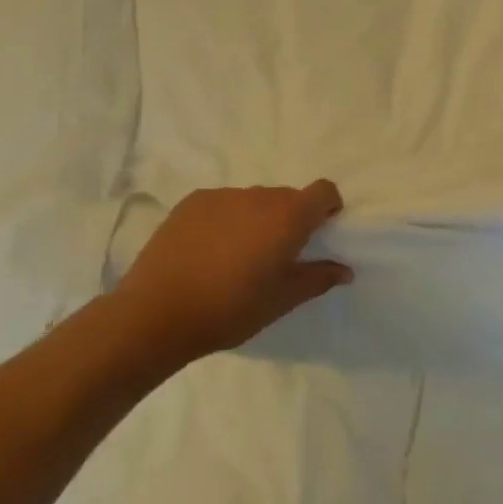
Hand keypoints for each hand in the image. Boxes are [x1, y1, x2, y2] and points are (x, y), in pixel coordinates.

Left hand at [111, 182, 351, 371]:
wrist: (157, 312)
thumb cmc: (230, 309)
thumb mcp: (282, 301)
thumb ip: (317, 279)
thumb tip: (345, 270)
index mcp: (287, 217)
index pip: (323, 191)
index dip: (328, 207)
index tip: (321, 233)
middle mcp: (258, 196)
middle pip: (287, 197)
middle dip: (291, 219)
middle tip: (278, 255)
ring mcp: (221, 196)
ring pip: (253, 200)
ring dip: (257, 219)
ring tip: (238, 256)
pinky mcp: (191, 202)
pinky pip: (223, 204)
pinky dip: (227, 219)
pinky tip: (209, 251)